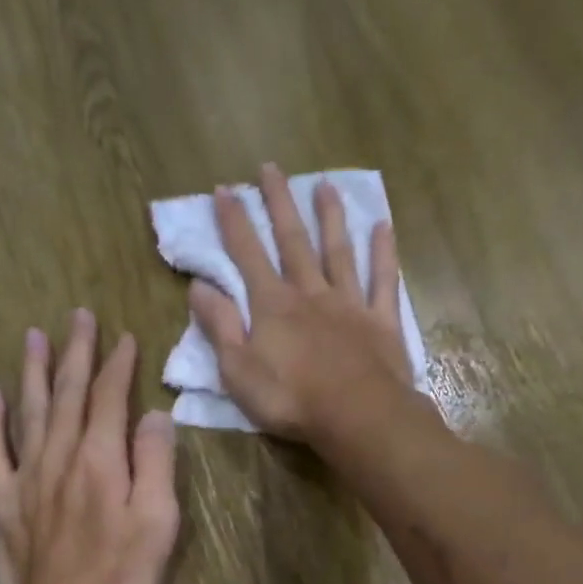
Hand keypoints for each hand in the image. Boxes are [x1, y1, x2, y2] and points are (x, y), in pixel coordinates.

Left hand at [0, 310, 179, 583]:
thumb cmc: (121, 576)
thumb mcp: (158, 522)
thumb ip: (155, 463)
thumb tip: (155, 415)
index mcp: (100, 459)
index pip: (110, 397)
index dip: (118, 364)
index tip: (125, 336)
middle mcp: (60, 456)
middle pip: (67, 393)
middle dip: (75, 352)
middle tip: (78, 316)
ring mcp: (27, 476)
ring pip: (28, 410)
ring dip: (32, 370)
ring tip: (34, 335)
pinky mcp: (4, 500)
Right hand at [186, 163, 417, 441]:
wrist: (357, 416)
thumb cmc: (290, 399)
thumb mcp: (238, 371)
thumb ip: (220, 326)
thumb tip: (199, 286)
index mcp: (272, 306)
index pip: (247, 255)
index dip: (234, 222)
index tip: (224, 189)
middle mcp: (310, 293)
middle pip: (293, 241)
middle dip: (279, 204)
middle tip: (271, 167)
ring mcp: (349, 303)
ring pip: (338, 251)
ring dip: (330, 217)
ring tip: (325, 184)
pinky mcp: (381, 321)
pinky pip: (383, 280)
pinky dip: (384, 253)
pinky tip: (383, 227)